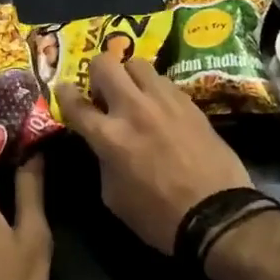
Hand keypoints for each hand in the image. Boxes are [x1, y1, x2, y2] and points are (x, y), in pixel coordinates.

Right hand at [55, 56, 251, 253]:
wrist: (216, 214)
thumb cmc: (158, 216)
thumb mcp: (114, 196)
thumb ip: (102, 160)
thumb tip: (102, 144)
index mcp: (108, 136)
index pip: (75, 103)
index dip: (63, 94)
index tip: (63, 90)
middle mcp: (133, 108)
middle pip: (104, 63)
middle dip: (96, 73)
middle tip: (101, 90)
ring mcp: (163, 100)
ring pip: (137, 63)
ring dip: (128, 75)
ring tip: (133, 93)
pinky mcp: (189, 101)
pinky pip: (163, 80)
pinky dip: (154, 88)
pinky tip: (159, 106)